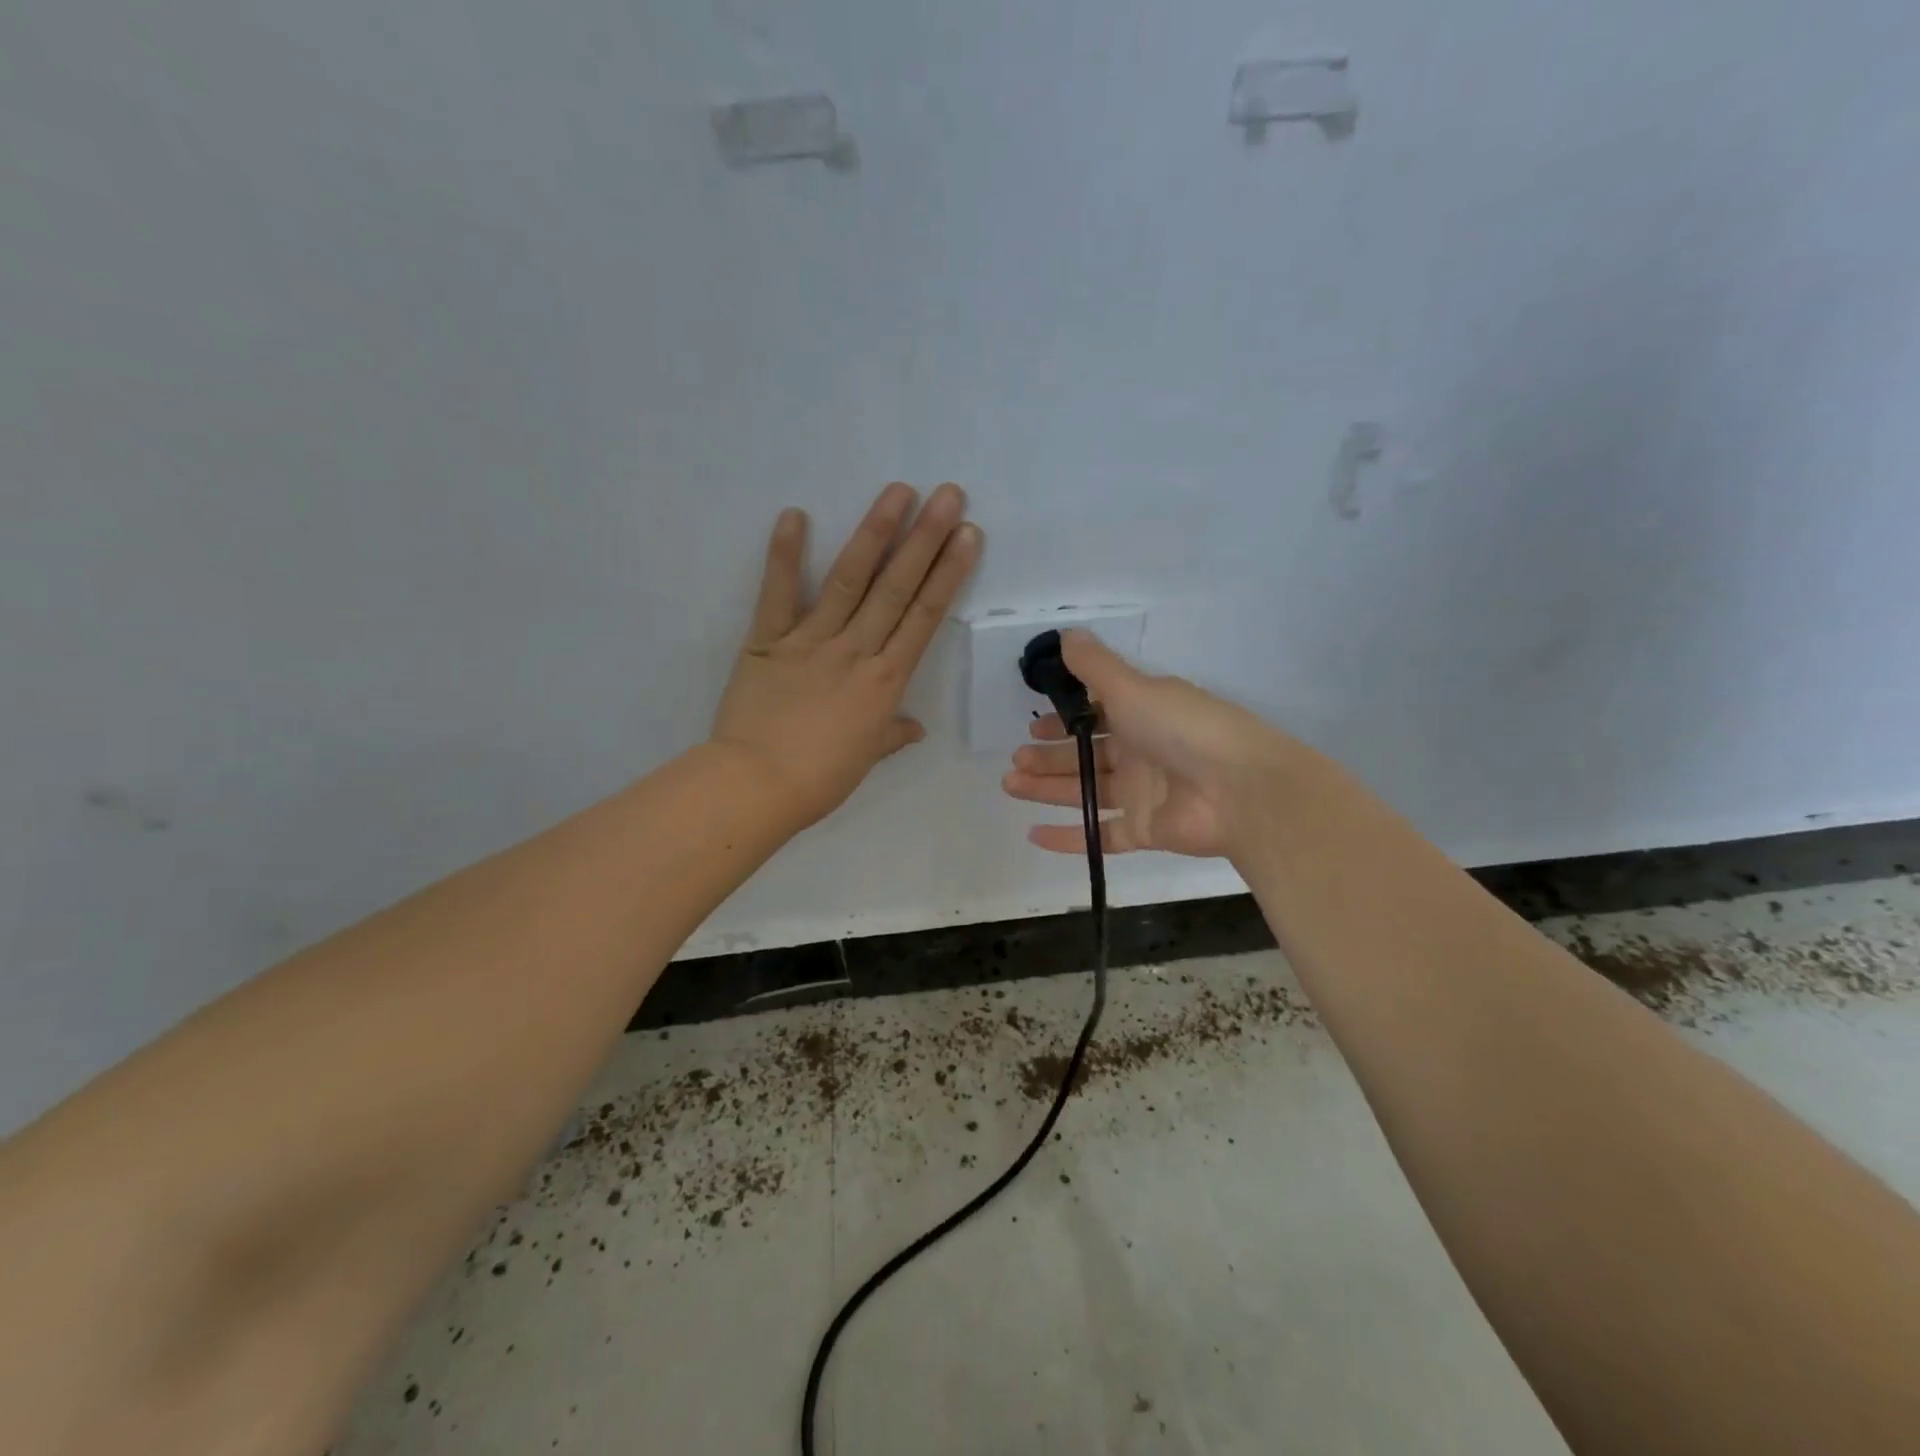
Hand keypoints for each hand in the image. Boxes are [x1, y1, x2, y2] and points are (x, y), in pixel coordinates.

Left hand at [711, 483, 981, 828]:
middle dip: (926, 539)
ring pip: (849, 580)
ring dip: (875, 533)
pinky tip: (795, 514)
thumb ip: (892, 734)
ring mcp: (811, 641)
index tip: (968, 536)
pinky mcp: (768, 640)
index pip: (925, 617)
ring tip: (898, 491)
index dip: (949, 573)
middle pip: (897, 588)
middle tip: (948, 494)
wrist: (757, 786)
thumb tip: (915, 728)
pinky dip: (784, 555)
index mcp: (885, 681)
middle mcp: (855, 651)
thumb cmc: (819, 779)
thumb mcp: (866, 757)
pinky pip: (777, 593)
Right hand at [1001, 631, 1299, 860]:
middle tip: (1014, 763)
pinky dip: (1070, 836)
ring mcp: (1144, 795)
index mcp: (1143, 715)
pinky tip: (1034, 835)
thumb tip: (1065, 635)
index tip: (1032, 727)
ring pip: (1086, 792)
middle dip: (1048, 758)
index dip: (1063, 722)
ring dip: (1048, 790)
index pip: (1096, 716)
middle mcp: (1142, 753)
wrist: (1240, 790)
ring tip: (1010, 787)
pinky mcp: (1146, 832)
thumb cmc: (1183, 729)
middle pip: (1086, 756)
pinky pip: (1101, 835)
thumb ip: (1095, 666)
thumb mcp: (1134, 688)